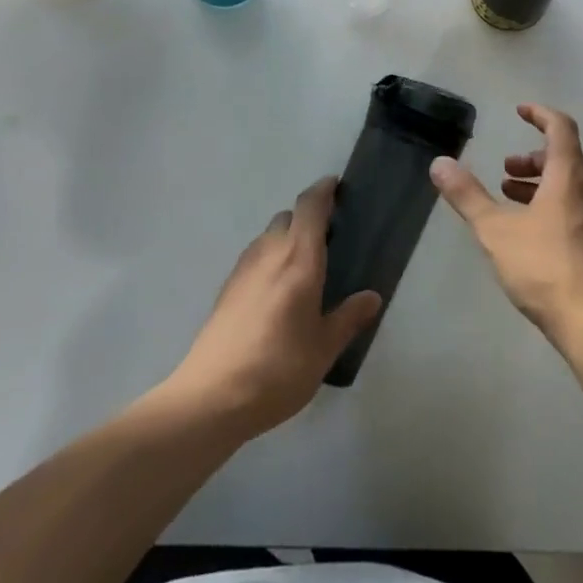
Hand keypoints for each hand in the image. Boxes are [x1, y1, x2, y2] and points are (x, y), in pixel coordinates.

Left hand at [167, 177, 381, 437]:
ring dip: (287, 239)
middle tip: (329, 239)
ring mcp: (243, 269)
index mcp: (299, 258)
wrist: (211, 397)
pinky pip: (255, 258)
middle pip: (288, 217)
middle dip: (307, 219)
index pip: (310, 206)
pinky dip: (270, 260)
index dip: (324, 190)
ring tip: (305, 268)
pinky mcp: (226, 288)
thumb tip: (372, 297)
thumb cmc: (278, 369)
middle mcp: (269, 252)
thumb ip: (348, 318)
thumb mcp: (323, 348)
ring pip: (268, 237)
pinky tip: (277, 292)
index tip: (337, 186)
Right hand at [431, 104, 582, 352]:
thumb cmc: (546, 268)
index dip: (540, 114)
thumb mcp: (496, 230)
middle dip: (532, 157)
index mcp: (568, 177)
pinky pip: (572, 210)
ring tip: (509, 199)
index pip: (561, 128)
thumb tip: (440, 163)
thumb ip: (468, 196)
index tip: (519, 111)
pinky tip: (528, 235)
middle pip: (565, 158)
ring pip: (568, 186)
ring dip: (539, 184)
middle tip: (504, 171)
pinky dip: (549, 206)